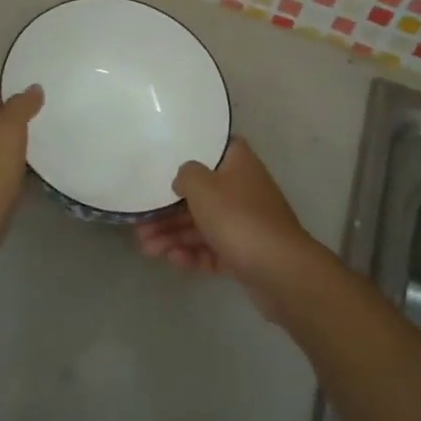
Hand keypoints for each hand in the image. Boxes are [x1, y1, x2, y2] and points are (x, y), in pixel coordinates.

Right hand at [133, 139, 326, 313]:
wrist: (281, 272)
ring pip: (203, 225)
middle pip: (201, 194)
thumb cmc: (239, 219)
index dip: (191, 153)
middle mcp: (243, 189)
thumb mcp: (203, 187)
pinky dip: (192, 254)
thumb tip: (183, 179)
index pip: (214, 149)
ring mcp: (245, 224)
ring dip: (173, 235)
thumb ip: (186, 175)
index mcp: (239, 164)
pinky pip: (212, 250)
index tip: (164, 161)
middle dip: (168, 209)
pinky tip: (172, 261)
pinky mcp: (244, 254)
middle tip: (140, 223)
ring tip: (146, 249)